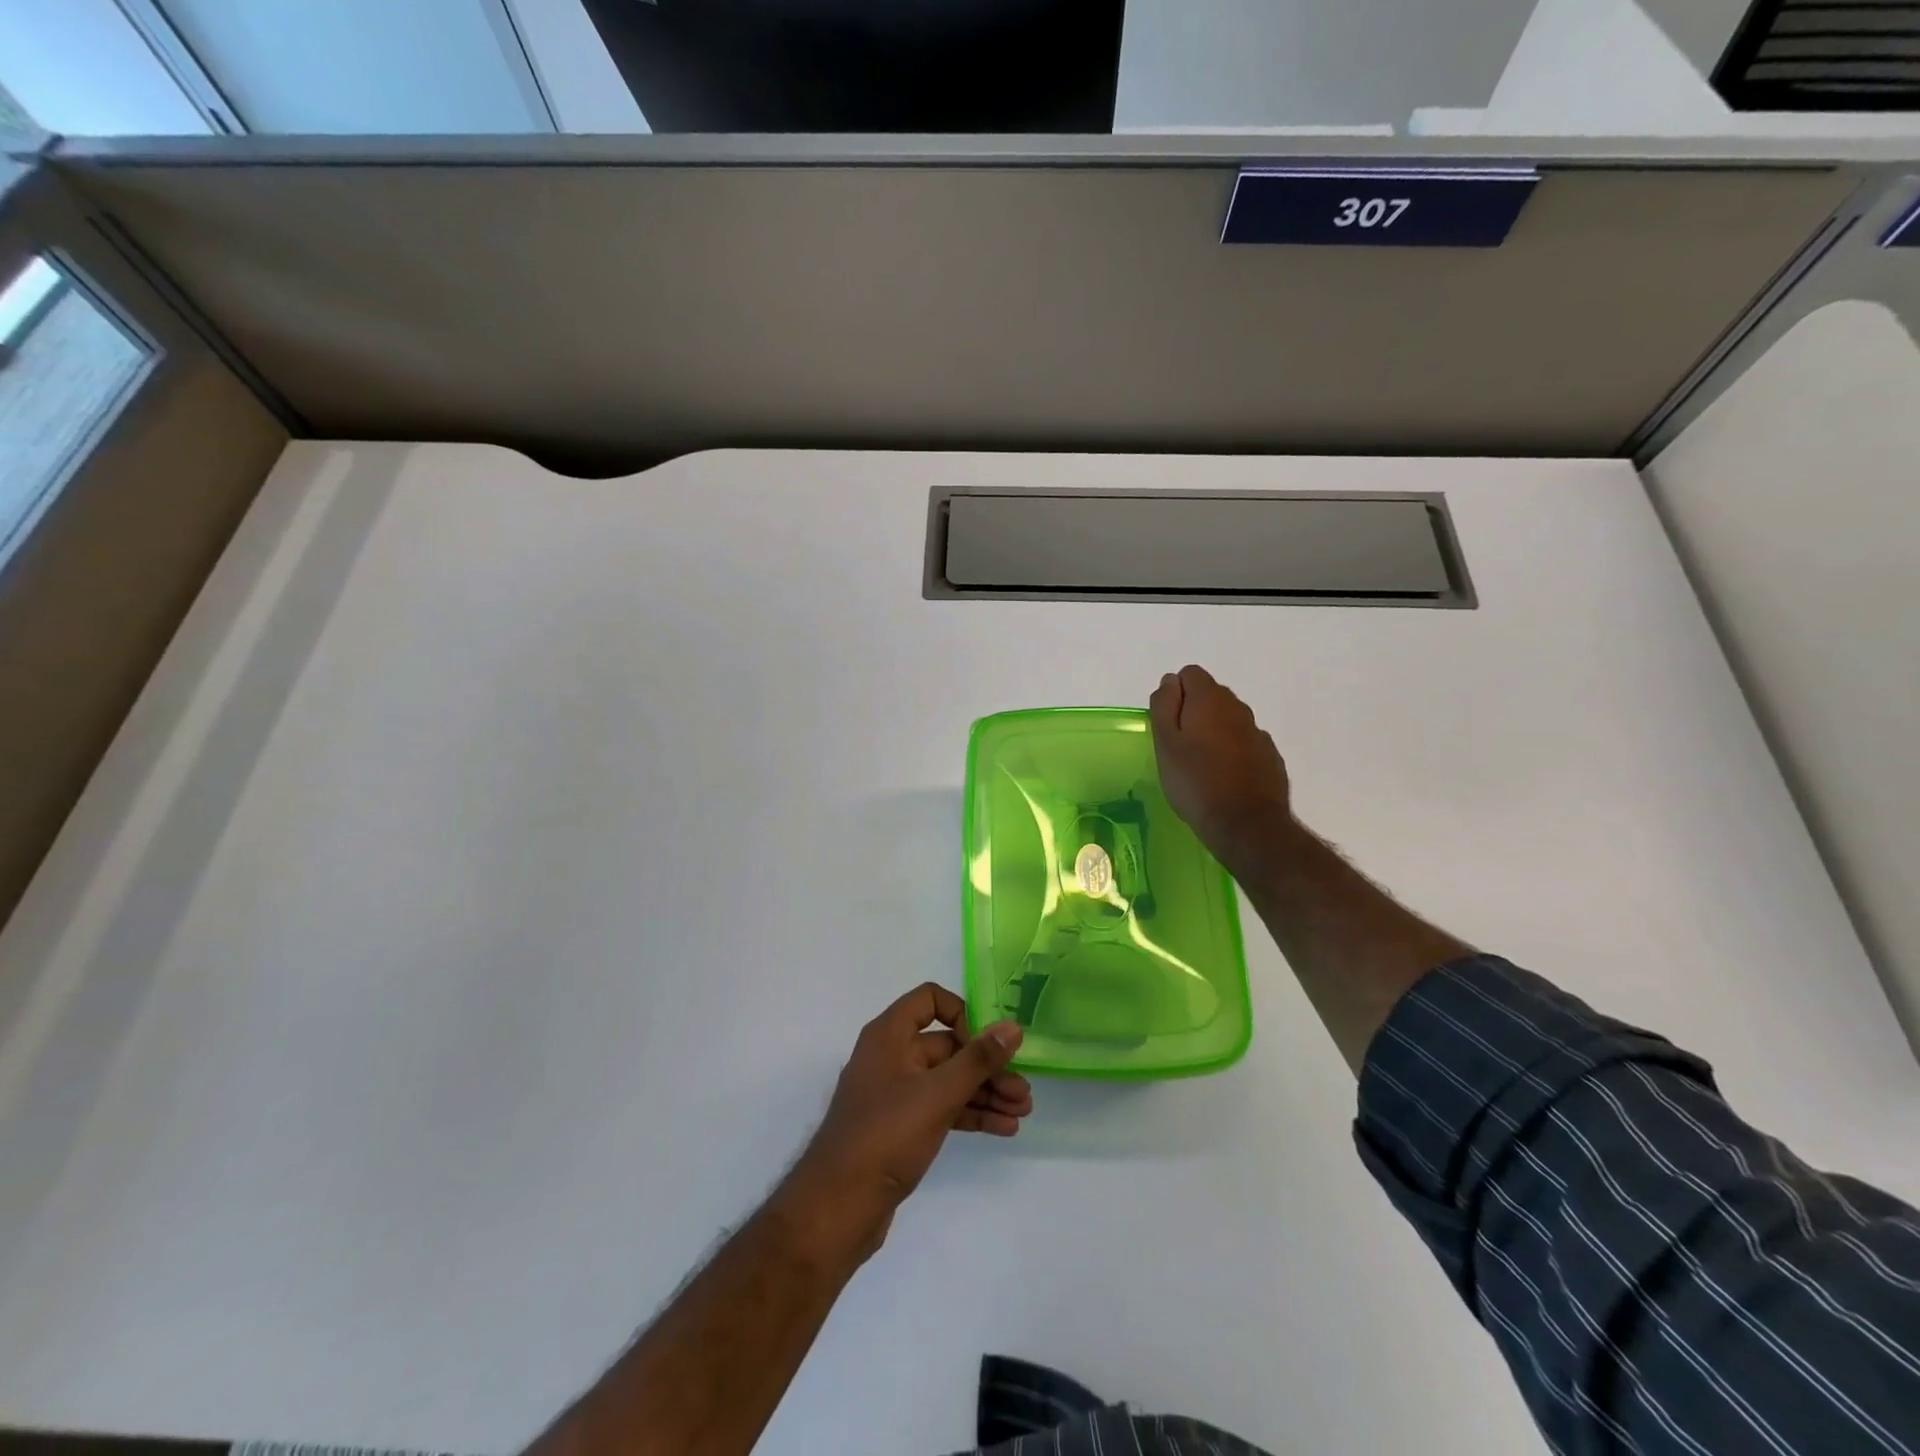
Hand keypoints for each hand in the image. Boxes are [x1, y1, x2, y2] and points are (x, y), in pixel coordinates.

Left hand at [784, 984, 1029, 1257]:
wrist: (838, 1208)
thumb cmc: (886, 1136)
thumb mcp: (937, 1094)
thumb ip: (978, 1060)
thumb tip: (1013, 1027)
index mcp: (890, 1035)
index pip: (930, 999)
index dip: (962, 1014)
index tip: (986, 1044)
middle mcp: (892, 1056)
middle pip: (947, 1046)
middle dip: (987, 1066)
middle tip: (1023, 1090)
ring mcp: (896, 1093)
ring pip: (949, 1080)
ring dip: (985, 1092)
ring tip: (1022, 1111)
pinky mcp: (901, 1127)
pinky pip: (942, 1107)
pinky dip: (970, 1114)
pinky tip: (1004, 1127)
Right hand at [1150, 664, 1292, 863]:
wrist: (1245, 824)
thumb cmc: (1194, 782)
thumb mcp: (1165, 743)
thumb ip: (1164, 705)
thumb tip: (1169, 681)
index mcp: (1210, 699)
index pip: (1190, 674)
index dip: (1174, 694)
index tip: (1167, 724)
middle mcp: (1238, 708)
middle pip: (1211, 695)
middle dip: (1194, 711)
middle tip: (1179, 747)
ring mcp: (1258, 732)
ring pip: (1229, 720)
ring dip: (1214, 732)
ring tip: (1200, 765)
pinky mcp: (1270, 757)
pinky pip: (1245, 743)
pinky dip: (1233, 751)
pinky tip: (1224, 778)